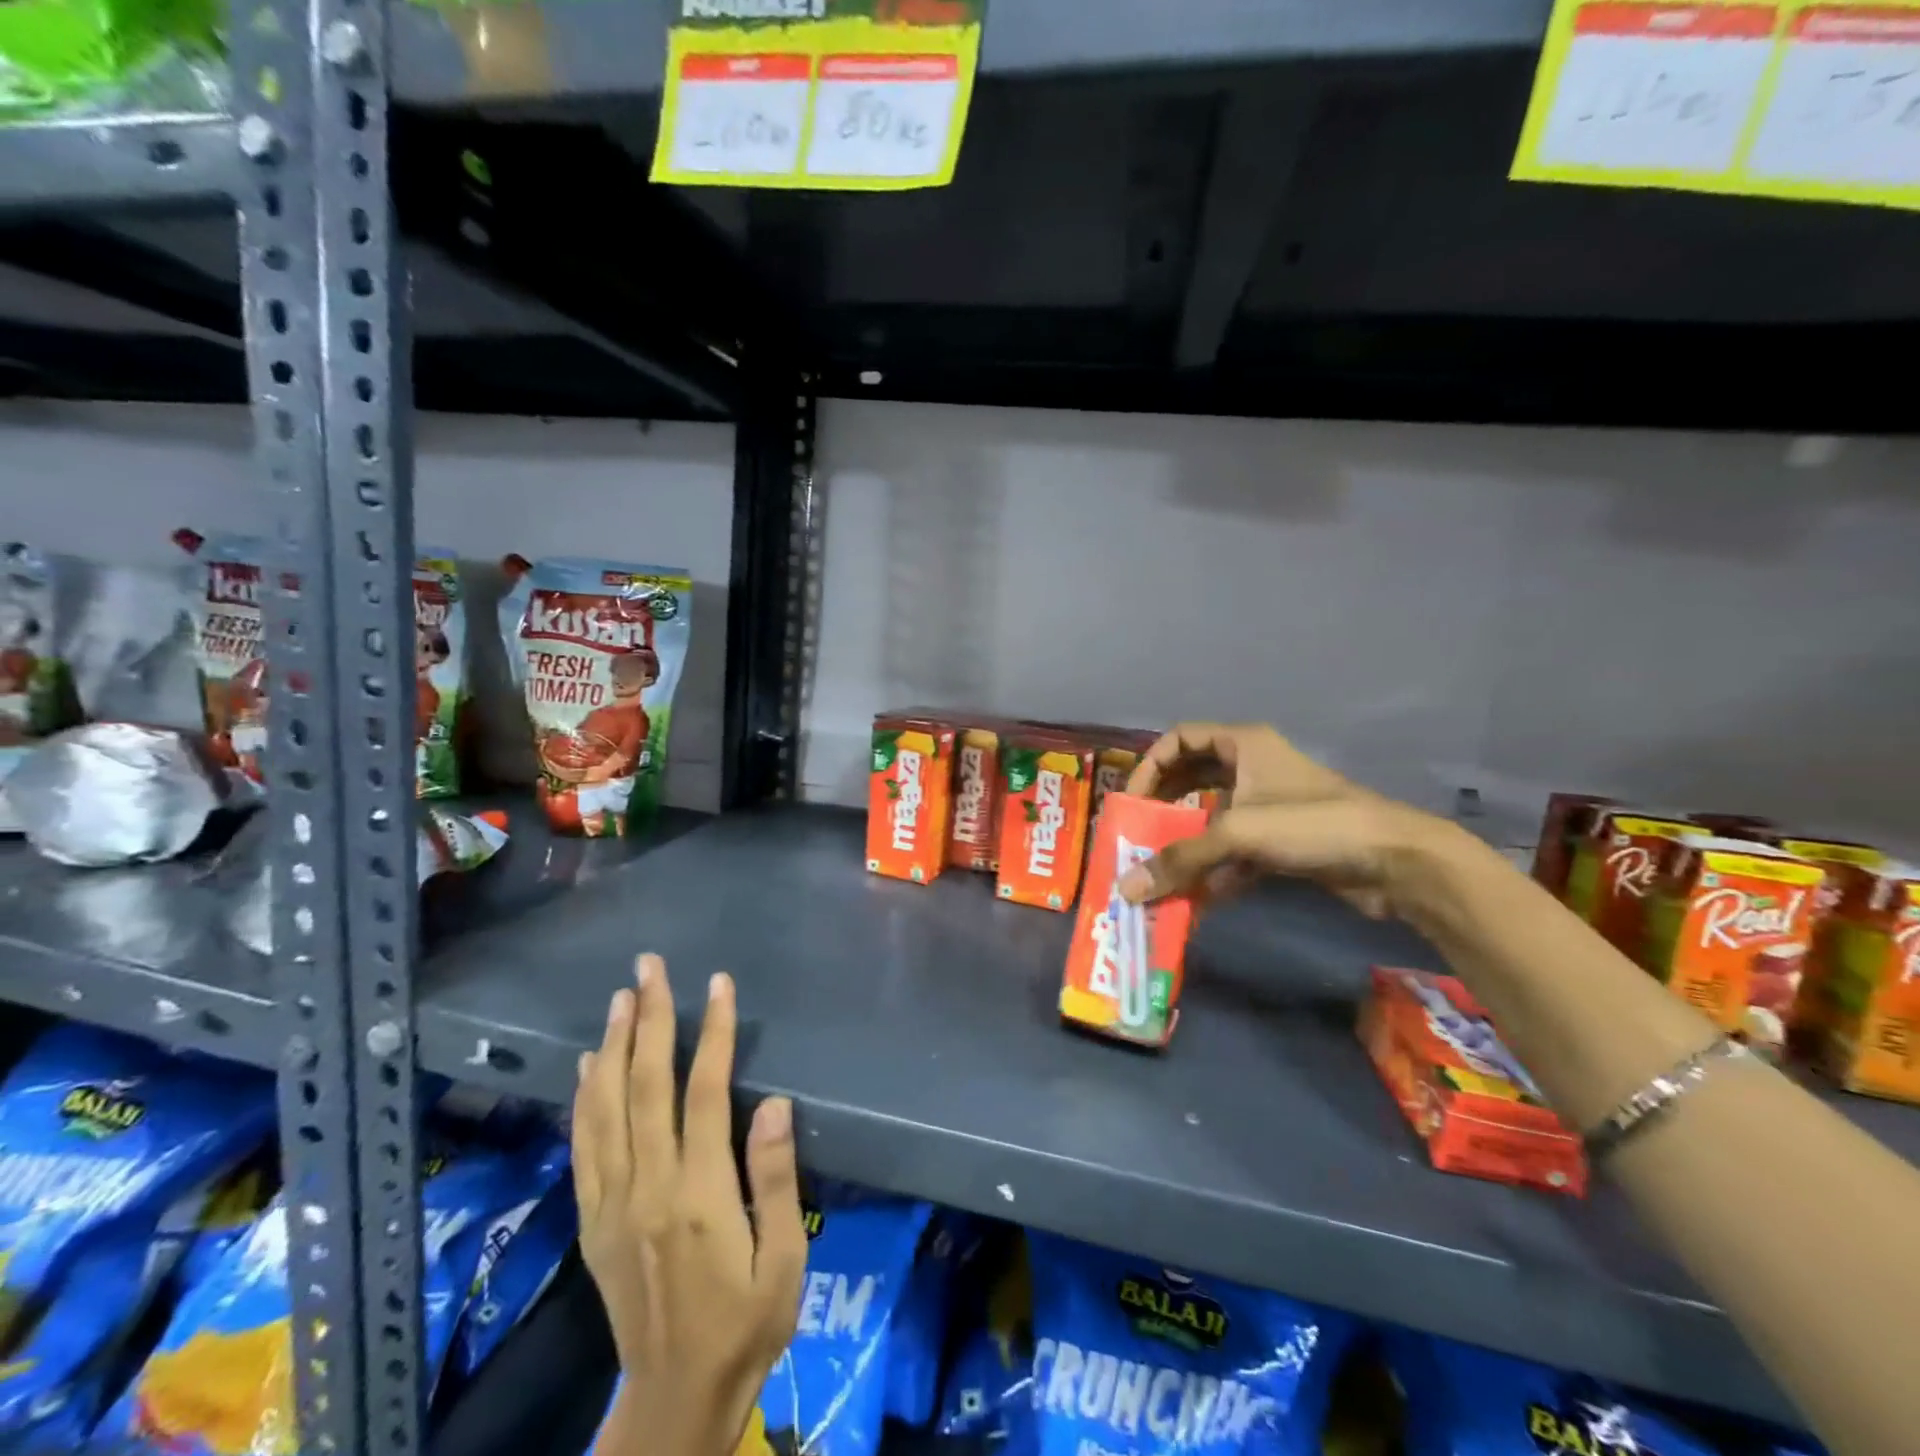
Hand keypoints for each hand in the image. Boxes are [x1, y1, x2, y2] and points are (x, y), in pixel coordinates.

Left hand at [573, 955, 806, 1455]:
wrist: (675, 1399)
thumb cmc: (746, 1323)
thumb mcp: (781, 1260)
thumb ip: (774, 1178)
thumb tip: (772, 1102)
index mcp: (699, 1193)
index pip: (703, 1093)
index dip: (712, 1033)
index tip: (718, 985)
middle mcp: (647, 1188)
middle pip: (645, 1087)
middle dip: (650, 1020)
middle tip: (649, 968)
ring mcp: (612, 1204)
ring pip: (606, 1109)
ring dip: (614, 1047)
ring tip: (621, 998)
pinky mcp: (594, 1222)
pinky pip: (583, 1148)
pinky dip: (584, 1099)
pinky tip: (589, 1064)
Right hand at [1120, 723, 1446, 919]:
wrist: (1395, 862)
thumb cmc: (1312, 824)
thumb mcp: (1238, 832)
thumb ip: (1179, 859)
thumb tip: (1125, 889)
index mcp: (1242, 744)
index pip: (1178, 739)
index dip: (1149, 765)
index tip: (1132, 802)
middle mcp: (1251, 768)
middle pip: (1190, 779)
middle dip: (1162, 808)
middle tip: (1137, 835)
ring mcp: (1266, 806)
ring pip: (1210, 819)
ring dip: (1185, 845)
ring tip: (1158, 871)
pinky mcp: (1280, 842)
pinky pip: (1233, 851)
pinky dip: (1214, 871)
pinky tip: (1197, 897)